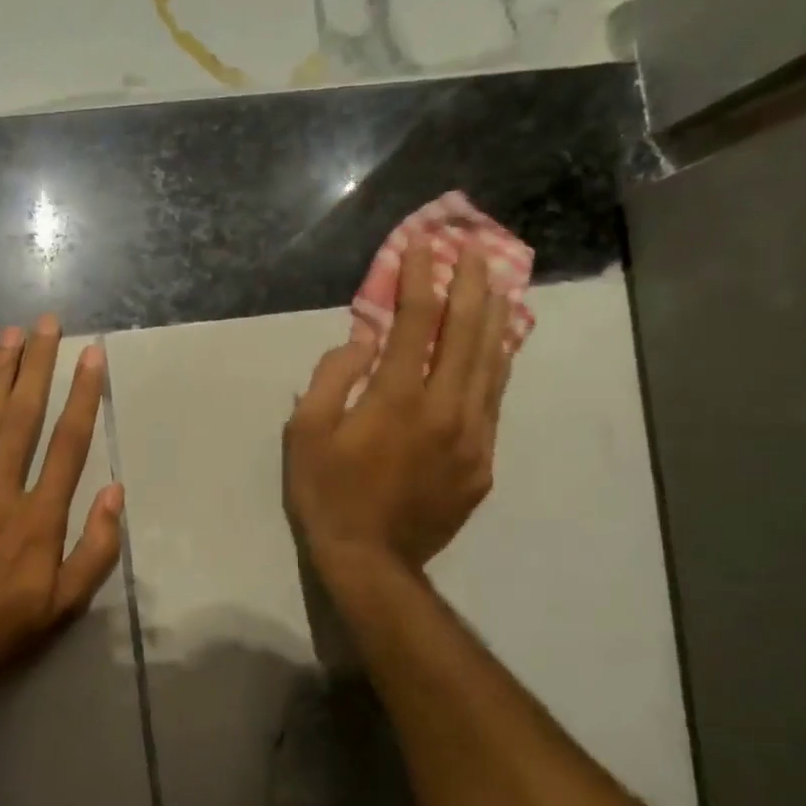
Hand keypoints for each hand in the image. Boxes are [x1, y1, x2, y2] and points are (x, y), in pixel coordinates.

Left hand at [0, 316, 124, 721]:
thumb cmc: (9, 629)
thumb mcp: (67, 604)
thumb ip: (96, 548)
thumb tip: (114, 492)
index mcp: (39, 519)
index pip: (67, 445)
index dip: (82, 396)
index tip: (91, 356)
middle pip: (24, 420)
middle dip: (38, 367)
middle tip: (47, 324)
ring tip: (10, 335)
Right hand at [284, 243, 513, 576]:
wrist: (371, 560)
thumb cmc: (327, 492)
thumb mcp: (306, 432)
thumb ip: (333, 377)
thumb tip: (362, 340)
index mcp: (398, 398)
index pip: (416, 321)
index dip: (420, 277)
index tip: (423, 245)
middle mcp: (446, 408)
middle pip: (467, 333)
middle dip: (471, 285)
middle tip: (474, 249)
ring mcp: (472, 437)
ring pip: (492, 365)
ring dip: (495, 319)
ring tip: (500, 283)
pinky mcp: (482, 463)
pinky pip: (494, 403)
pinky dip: (497, 368)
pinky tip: (498, 350)